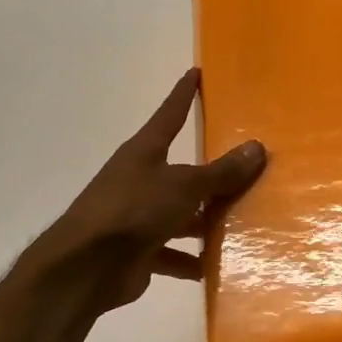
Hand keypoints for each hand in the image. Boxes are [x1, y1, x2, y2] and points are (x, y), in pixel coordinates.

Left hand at [18, 69, 266, 310]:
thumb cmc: (133, 211)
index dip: (184, 95)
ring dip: (204, 221)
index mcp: (145, 152)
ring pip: (180, 214)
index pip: (170, 115)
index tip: (197, 73)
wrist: (85, 268)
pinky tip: (213, 269)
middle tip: (247, 171)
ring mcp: (137, 216)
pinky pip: (171, 252)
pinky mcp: (137, 250)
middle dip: (212, 175)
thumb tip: (257, 148)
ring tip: (241, 225)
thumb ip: (221, 172)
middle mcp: (140, 179)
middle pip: (183, 171)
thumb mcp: (184, 186)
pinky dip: (189, 260)